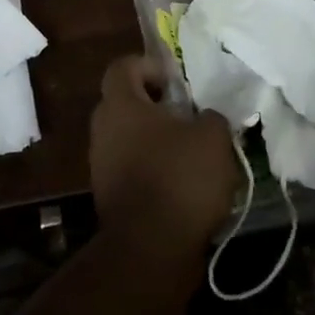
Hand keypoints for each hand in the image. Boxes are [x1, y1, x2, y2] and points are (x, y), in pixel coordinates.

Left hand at [89, 55, 240, 246]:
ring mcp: (102, 166)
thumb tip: (204, 119)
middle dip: (156, 105)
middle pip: (125, 103)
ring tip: (192, 153)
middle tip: (188, 115)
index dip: (149, 65)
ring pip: (129, 138)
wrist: (151, 249)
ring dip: (156, 140)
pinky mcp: (110, 197)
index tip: (176, 81)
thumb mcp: (213, 136)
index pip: (122, 67)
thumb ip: (210, 117)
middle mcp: (103, 131)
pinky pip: (132, 168)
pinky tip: (184, 183)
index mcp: (121, 106)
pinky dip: (154, 169)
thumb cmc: (180, 177)